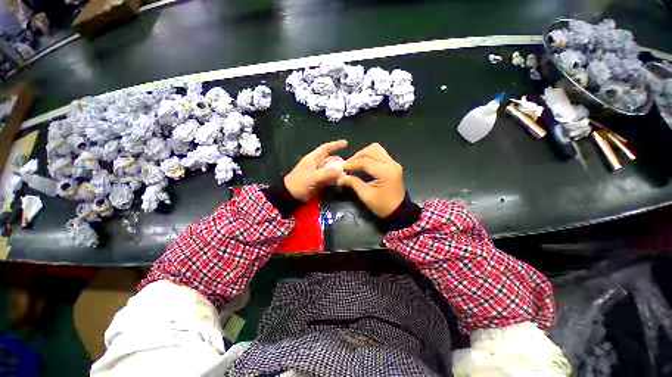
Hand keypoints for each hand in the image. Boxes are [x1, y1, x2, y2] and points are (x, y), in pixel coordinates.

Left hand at [284, 140, 347, 200]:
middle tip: (349, 168)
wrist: (291, 194)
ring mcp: (319, 172)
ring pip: (332, 169)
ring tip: (347, 176)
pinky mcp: (320, 181)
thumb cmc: (300, 182)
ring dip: (339, 172)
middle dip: (340, 163)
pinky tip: (341, 182)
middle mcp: (318, 164)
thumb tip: (341, 170)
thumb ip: (327, 173)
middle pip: (332, 160)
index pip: (326, 148)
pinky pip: (330, 178)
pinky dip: (336, 179)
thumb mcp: (313, 177)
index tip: (346, 143)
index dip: (335, 145)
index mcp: (314, 158)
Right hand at [339, 143, 404, 217]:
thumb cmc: (382, 205)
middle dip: (358, 156)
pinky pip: (379, 154)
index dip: (351, 164)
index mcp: (385, 172)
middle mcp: (391, 163)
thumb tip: (341, 177)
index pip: (365, 161)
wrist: (399, 211)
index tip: (341, 168)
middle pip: (372, 150)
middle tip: (349, 165)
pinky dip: (369, 156)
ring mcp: (393, 163)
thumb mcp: (366, 196)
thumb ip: (353, 183)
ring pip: (376, 149)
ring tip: (355, 163)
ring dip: (364, 154)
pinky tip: (362, 164)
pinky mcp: (392, 165)